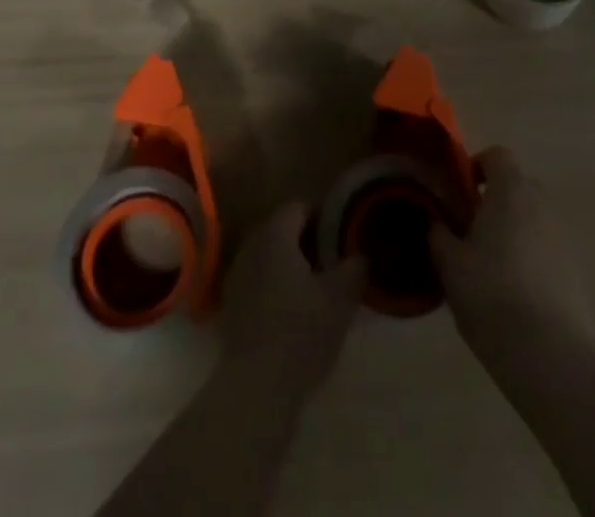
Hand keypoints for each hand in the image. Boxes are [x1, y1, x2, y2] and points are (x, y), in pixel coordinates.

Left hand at [220, 203, 365, 397]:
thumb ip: (354, 268)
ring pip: (268, 256)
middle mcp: (251, 246)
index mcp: (275, 234)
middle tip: (333, 261)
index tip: (342, 235)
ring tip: (316, 288)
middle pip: (281, 230)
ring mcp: (236, 276)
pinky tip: (292, 311)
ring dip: (290, 265)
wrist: (256, 387)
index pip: (299, 207)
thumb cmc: (301, 332)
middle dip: (306, 241)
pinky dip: (274, 287)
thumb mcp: (340, 299)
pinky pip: (257, 281)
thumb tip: (363, 254)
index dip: (322, 216)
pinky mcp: (231, 306)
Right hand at [432, 146, 594, 352]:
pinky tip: (516, 293)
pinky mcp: (578, 270)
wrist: (550, 354)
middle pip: (518, 186)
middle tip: (471, 230)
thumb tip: (436, 222)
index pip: (497, 155)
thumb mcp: (449, 263)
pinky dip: (533, 258)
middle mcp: (542, 203)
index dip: (477, 166)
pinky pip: (548, 249)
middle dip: (495, 201)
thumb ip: (439, 234)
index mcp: (511, 190)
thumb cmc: (491, 294)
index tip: (460, 192)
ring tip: (492, 266)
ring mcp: (565, 237)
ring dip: (515, 230)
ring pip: (534, 219)